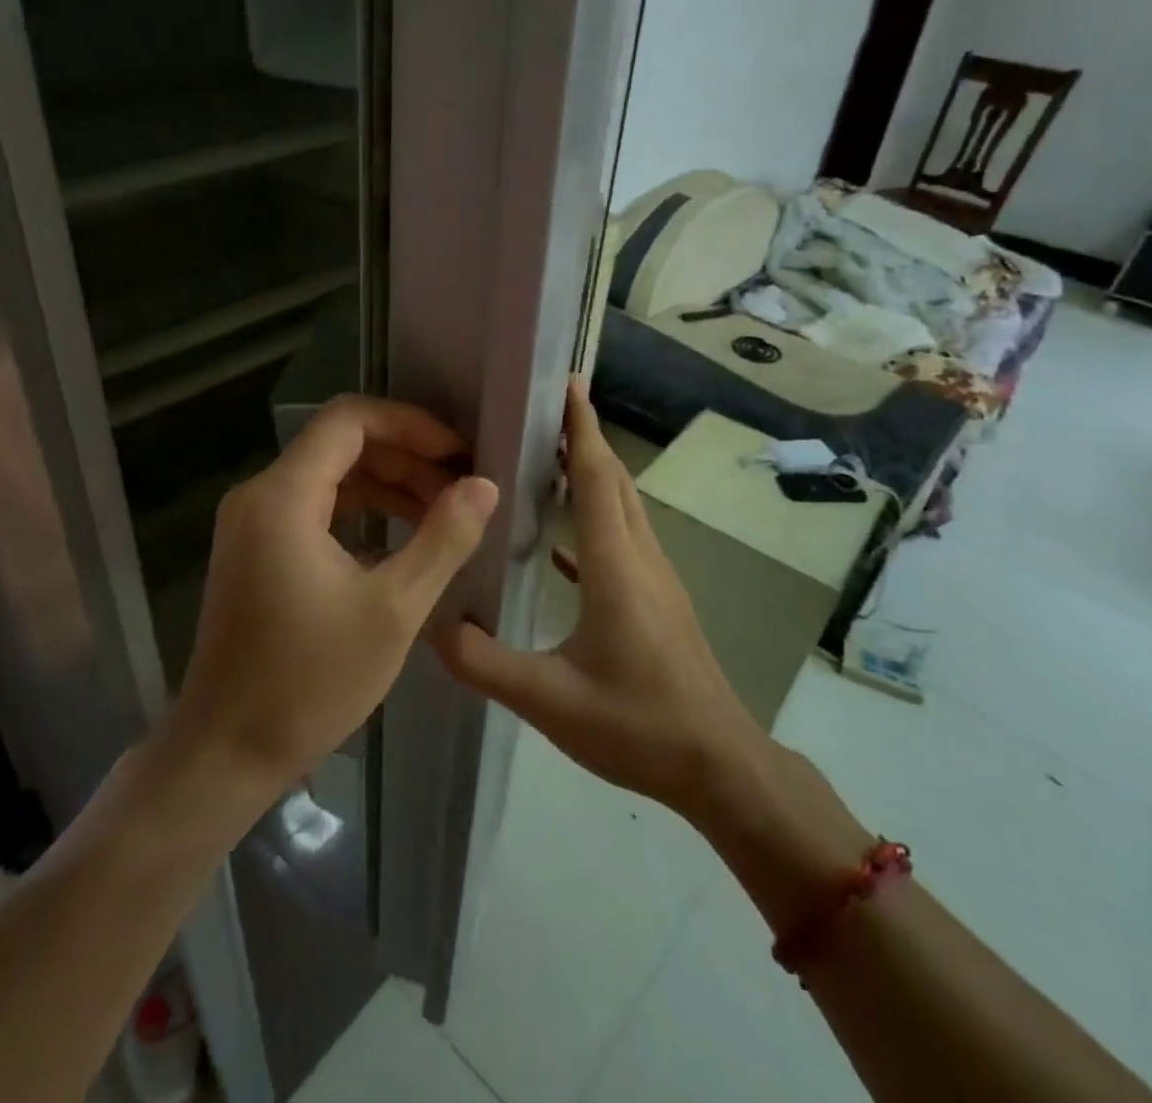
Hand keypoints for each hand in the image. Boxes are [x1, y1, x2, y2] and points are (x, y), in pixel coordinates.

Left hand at [168, 395, 498, 797]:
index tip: (458, 454)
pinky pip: (317, 508)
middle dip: (407, 458)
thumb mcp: (394, 609)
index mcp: (283, 496)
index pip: (350, 420)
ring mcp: (253, 523)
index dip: (411, 425)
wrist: (227, 752)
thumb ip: (444, 538)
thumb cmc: (311, 682)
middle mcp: (260, 495)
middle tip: (461, 489)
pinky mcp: (257, 550)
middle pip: (342, 445)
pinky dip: (363, 512)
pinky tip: (404, 541)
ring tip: (444, 513)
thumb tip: (484, 485)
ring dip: (389, 486)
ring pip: (332, 477)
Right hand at [430, 379, 759, 816]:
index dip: (582, 429)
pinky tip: (560, 538)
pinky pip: (623, 539)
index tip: (567, 384)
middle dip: (584, 438)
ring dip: (593, 473)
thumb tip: (430, 624)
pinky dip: (594, 518)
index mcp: (617, 566)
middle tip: (542, 412)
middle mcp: (641, 558)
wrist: (721, 767)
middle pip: (614, 481)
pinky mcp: (658, 599)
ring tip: (547, 458)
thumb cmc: (638, 727)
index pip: (597, 478)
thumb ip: (484, 663)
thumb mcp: (550, 701)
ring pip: (623, 506)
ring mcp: (656, 578)